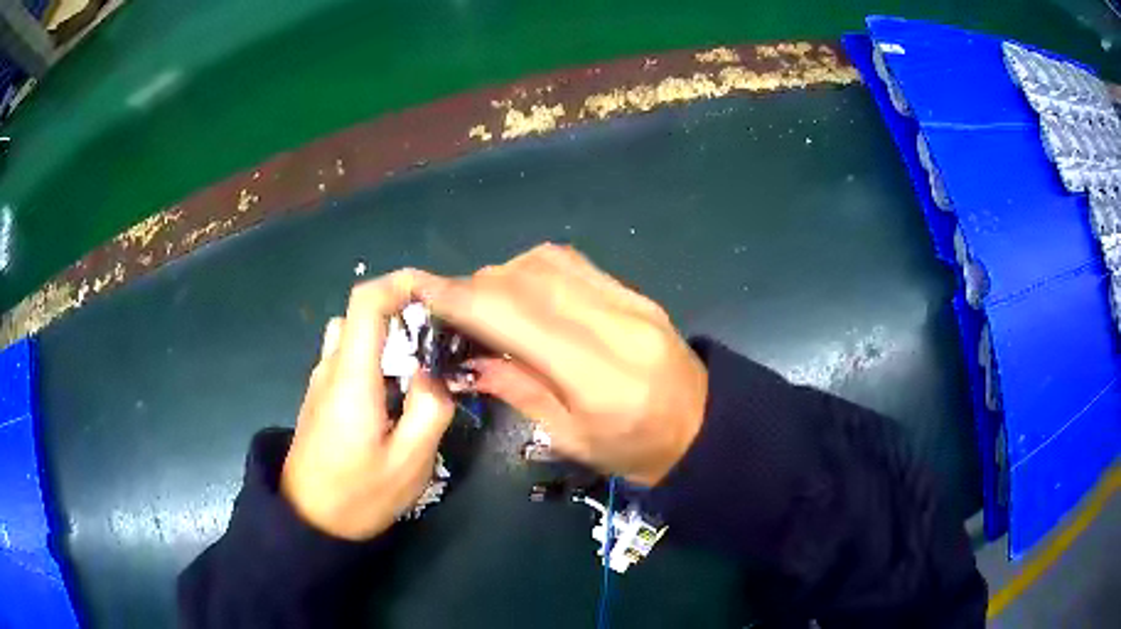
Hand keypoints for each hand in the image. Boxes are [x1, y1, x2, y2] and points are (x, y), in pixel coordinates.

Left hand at [281, 271, 454, 539]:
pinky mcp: (320, 397)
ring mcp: (321, 382)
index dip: (399, 283)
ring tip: (421, 368)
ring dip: (388, 339)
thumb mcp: (410, 463)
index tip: (435, 292)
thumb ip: (431, 409)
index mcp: (351, 378)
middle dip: (403, 315)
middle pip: (362, 315)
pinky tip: (396, 395)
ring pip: (353, 336)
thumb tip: (432, 374)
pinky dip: (375, 359)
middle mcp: (330, 368)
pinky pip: (348, 358)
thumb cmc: (358, 495)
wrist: (308, 521)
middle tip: (440, 340)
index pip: (366, 302)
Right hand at [415, 244, 707, 485]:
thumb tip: (465, 359)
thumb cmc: (635, 452)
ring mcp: (630, 301)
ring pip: (546, 262)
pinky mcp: (636, 292)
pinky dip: (533, 270)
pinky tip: (524, 295)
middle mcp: (615, 324)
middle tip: (452, 313)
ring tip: (488, 307)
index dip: (461, 298)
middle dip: (477, 288)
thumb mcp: (570, 438)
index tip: (420, 290)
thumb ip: (517, 390)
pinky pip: (572, 263)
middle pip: (527, 280)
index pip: (516, 316)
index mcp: (598, 375)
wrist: (703, 428)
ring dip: (504, 276)